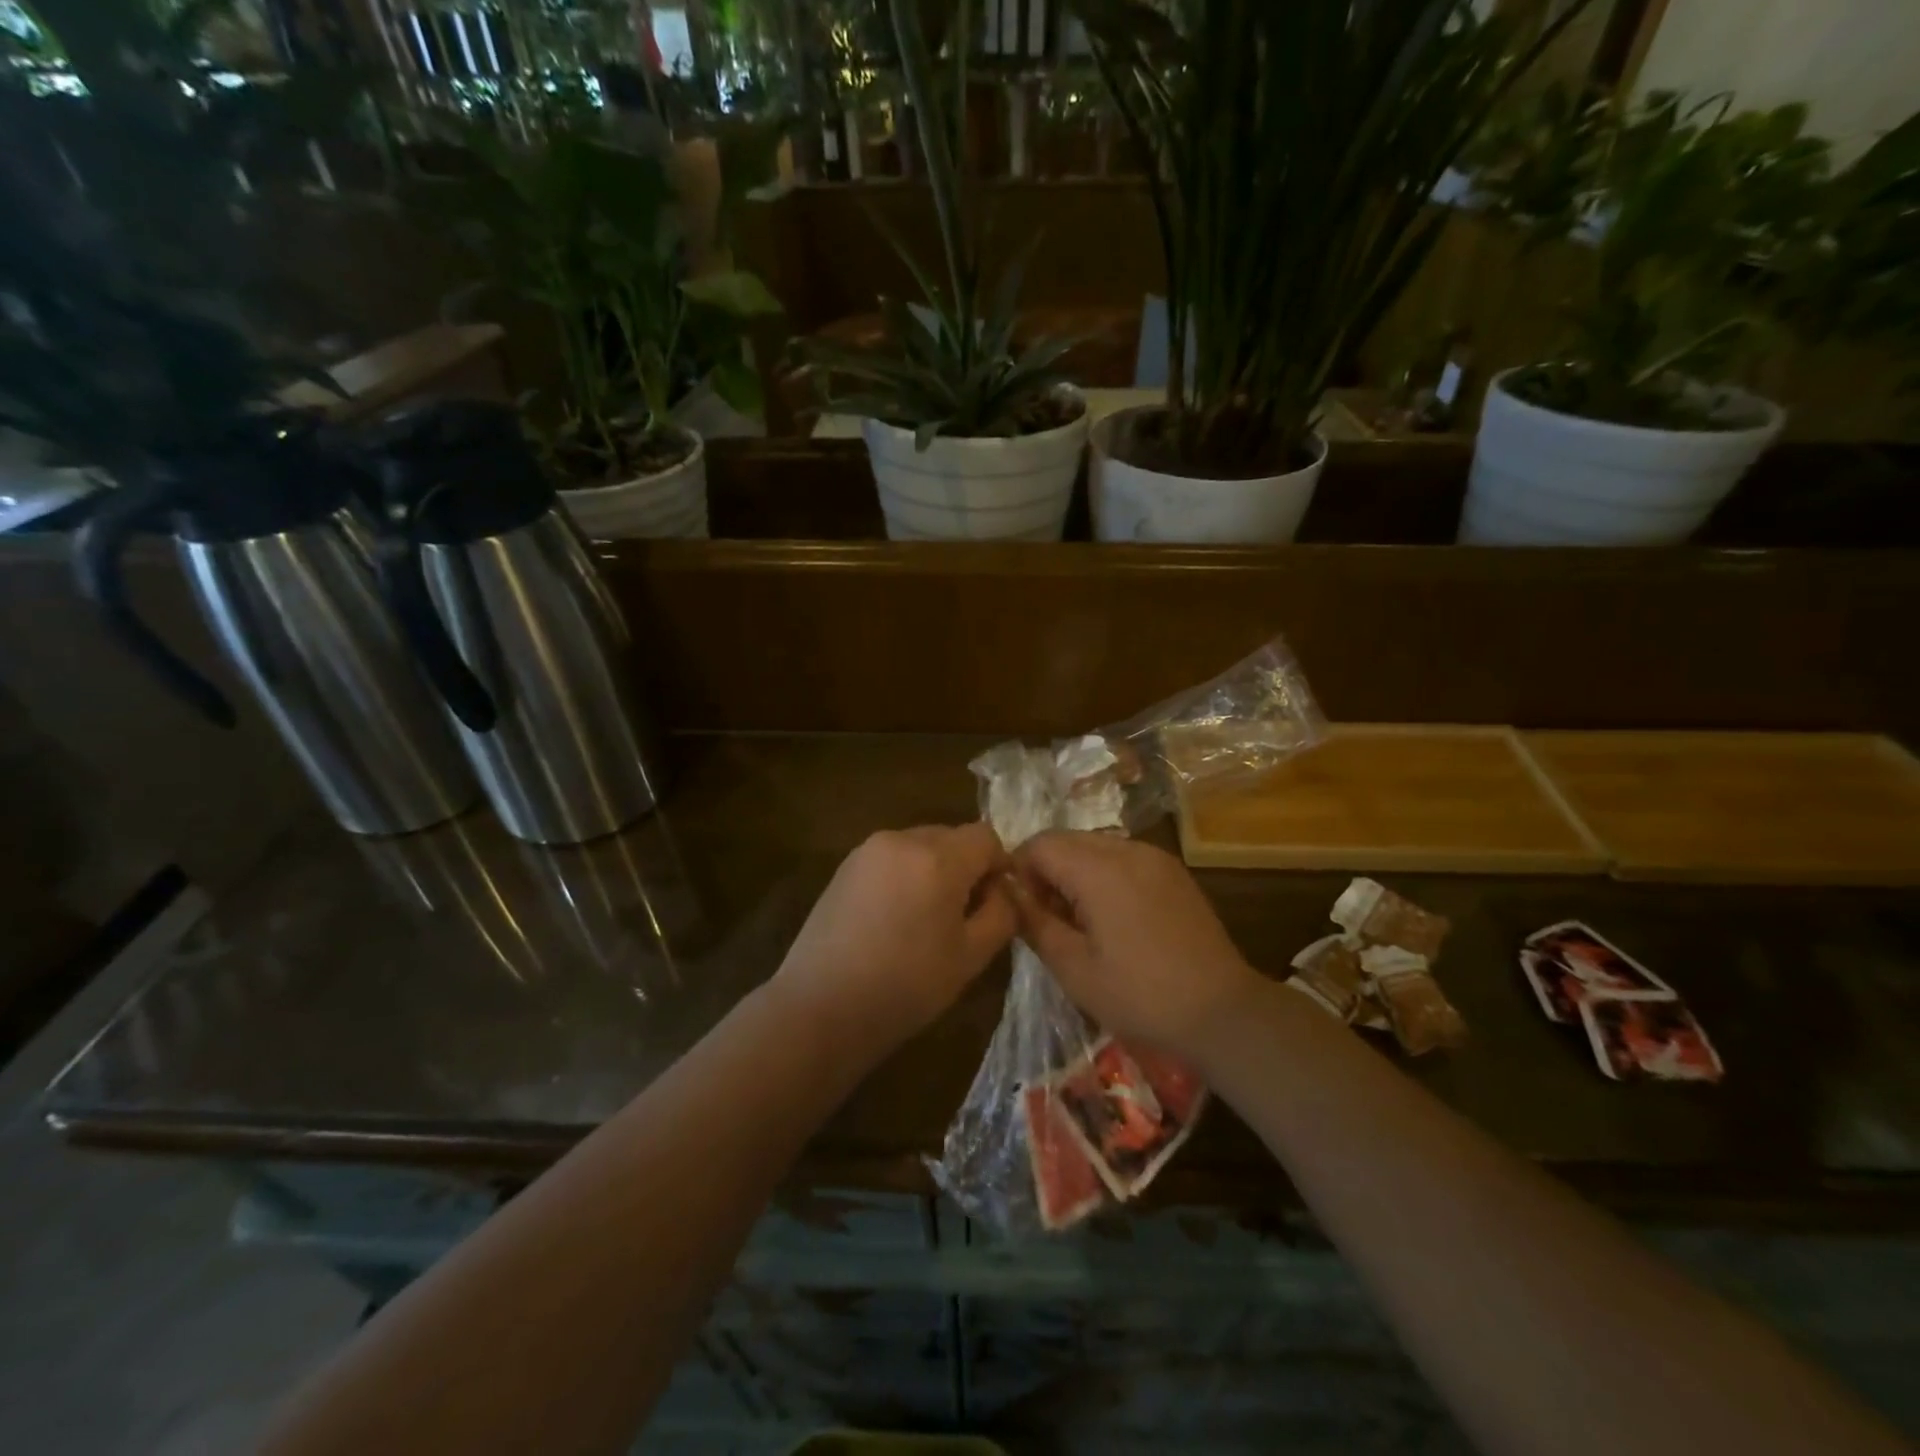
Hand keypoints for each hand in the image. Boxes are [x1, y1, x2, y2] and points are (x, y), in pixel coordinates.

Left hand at [773, 824, 1016, 1061]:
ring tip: (926, 920)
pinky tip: (894, 920)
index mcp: (938, 857)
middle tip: (963, 916)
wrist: (820, 1008)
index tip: (996, 904)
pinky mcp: (844, 867)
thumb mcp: (970, 957)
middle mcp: (902, 839)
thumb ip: (1001, 914)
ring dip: (934, 871)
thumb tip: (1004, 890)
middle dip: (966, 867)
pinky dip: (904, 876)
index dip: (1000, 866)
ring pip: (920, 846)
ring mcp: (868, 850)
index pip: (986, 837)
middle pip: (952, 837)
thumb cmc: (905, 986)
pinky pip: (891, 859)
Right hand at [1011, 832, 1258, 1056]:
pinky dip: (1104, 876)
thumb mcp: (1074, 969)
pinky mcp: (1173, 872)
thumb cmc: (1141, 995)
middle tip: (1047, 919)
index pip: (1039, 844)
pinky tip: (1112, 919)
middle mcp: (1127, 849)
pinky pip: (1123, 858)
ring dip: (1075, 873)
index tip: (1021, 910)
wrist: (1222, 1012)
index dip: (1019, 871)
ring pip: (1095, 847)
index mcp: (1099, 869)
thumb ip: (1034, 923)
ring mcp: (1155, 858)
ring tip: (1079, 922)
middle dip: (1046, 871)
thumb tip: (1008, 893)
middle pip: (1067, 840)